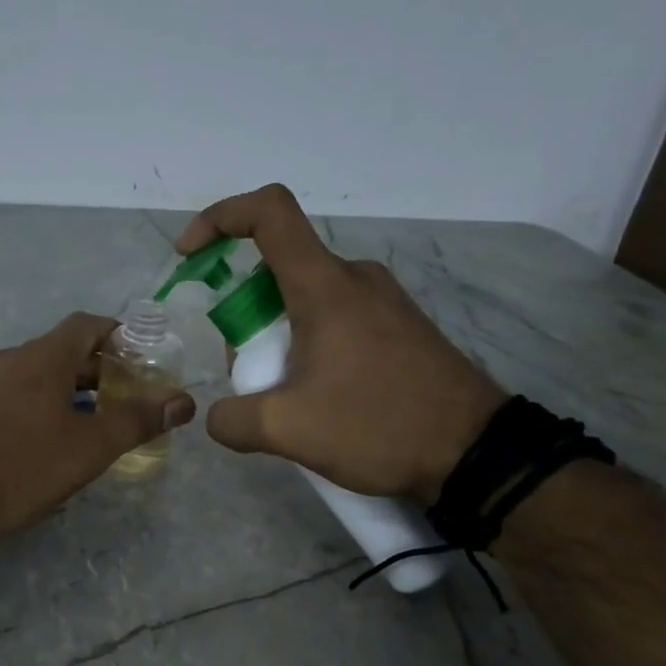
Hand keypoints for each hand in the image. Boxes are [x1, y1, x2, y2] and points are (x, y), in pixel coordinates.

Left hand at [0, 312, 195, 544]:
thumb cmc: (22, 466)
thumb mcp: (89, 447)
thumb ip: (137, 421)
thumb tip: (183, 402)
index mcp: (43, 356)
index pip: (87, 325)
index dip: (118, 335)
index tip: (142, 357)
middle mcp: (10, 359)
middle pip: (63, 351)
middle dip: (99, 370)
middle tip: (127, 398)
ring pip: (37, 377)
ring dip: (69, 391)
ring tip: (93, 424)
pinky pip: (13, 397)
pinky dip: (40, 407)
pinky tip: (47, 443)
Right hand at [178, 184, 503, 502]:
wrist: (475, 452)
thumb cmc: (378, 425)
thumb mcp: (287, 430)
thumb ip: (232, 420)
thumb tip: (219, 417)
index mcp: (325, 286)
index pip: (268, 213)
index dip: (220, 218)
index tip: (190, 255)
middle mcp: (355, 278)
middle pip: (278, 268)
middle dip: (244, 313)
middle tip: (246, 372)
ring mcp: (383, 300)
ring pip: (306, 298)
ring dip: (276, 335)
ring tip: (283, 395)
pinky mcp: (400, 326)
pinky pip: (336, 317)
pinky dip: (308, 343)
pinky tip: (318, 396)